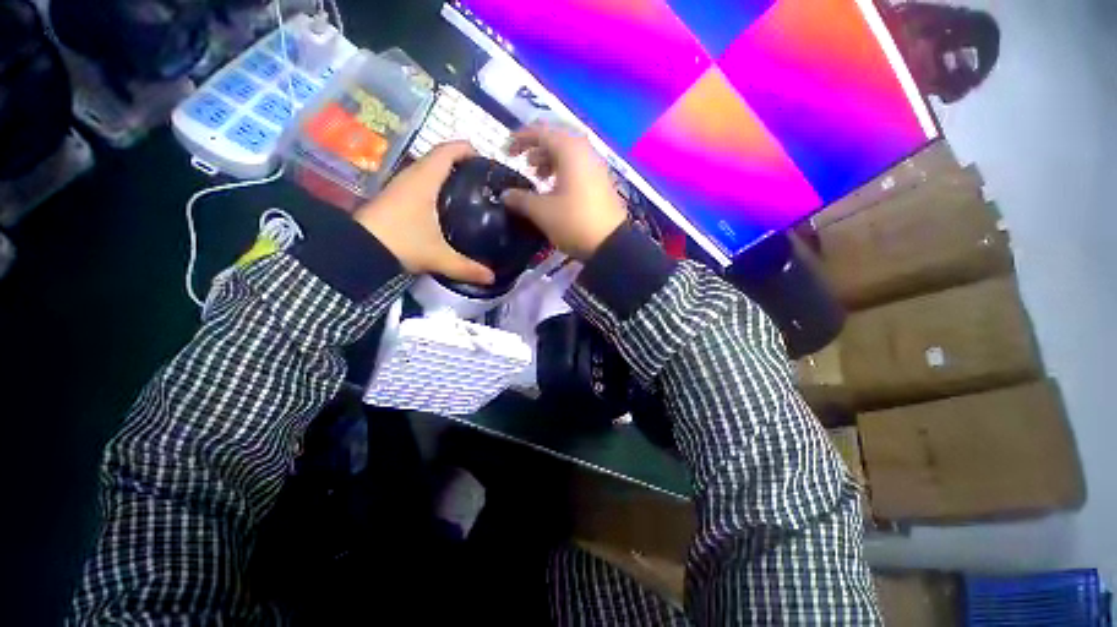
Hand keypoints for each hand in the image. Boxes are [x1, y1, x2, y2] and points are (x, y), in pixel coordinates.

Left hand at [354, 142, 494, 284]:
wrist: (357, 250)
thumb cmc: (402, 243)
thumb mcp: (439, 257)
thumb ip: (467, 267)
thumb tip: (492, 278)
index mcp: (424, 180)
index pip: (447, 152)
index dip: (466, 149)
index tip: (485, 159)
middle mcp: (411, 177)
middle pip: (438, 158)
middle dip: (461, 164)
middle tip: (481, 180)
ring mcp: (400, 186)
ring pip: (427, 170)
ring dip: (446, 175)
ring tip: (467, 191)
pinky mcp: (393, 197)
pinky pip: (419, 182)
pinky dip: (435, 186)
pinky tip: (445, 205)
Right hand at [501, 125, 626, 259]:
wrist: (610, 244)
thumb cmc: (574, 222)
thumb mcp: (542, 212)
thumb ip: (521, 199)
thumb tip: (505, 195)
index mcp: (570, 150)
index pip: (540, 131)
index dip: (520, 139)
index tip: (506, 152)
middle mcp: (585, 152)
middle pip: (556, 139)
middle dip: (536, 149)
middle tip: (524, 165)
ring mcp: (597, 167)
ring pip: (568, 154)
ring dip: (550, 161)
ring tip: (538, 179)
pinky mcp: (602, 182)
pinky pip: (578, 167)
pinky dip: (563, 172)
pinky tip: (556, 190)